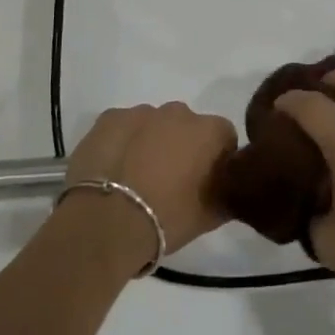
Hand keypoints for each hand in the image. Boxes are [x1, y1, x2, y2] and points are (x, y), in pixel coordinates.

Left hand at [63, 103, 236, 269]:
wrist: (106, 222)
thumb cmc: (167, 218)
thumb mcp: (212, 216)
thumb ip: (228, 193)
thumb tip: (227, 187)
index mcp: (209, 130)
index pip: (224, 138)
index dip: (216, 160)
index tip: (205, 183)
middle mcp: (179, 112)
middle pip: (187, 127)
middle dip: (182, 147)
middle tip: (170, 182)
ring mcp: (141, 112)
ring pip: (153, 125)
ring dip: (151, 144)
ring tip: (137, 181)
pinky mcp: (109, 118)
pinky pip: (123, 128)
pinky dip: (122, 143)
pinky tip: (114, 172)